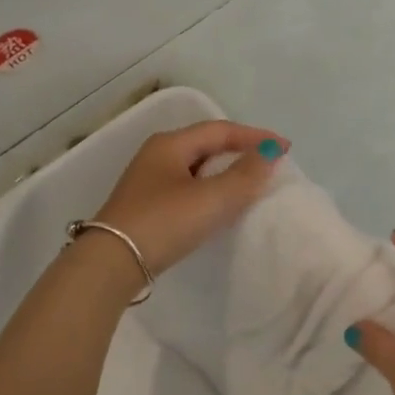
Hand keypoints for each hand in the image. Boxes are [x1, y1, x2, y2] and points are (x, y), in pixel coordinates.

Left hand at [92, 120, 288, 276]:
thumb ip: (245, 175)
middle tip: (268, 162)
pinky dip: (210, 189)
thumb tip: (269, 154)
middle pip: (206, 144)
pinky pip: (187, 187)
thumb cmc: (163, 222)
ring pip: (196, 167)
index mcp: (170, 144)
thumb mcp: (211, 199)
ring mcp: (148, 181)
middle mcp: (157, 155)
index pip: (221, 130)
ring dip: (225, 171)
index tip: (285, 148)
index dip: (255, 136)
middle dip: (239, 150)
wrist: (110, 265)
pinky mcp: (145, 206)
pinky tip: (218, 206)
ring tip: (250, 183)